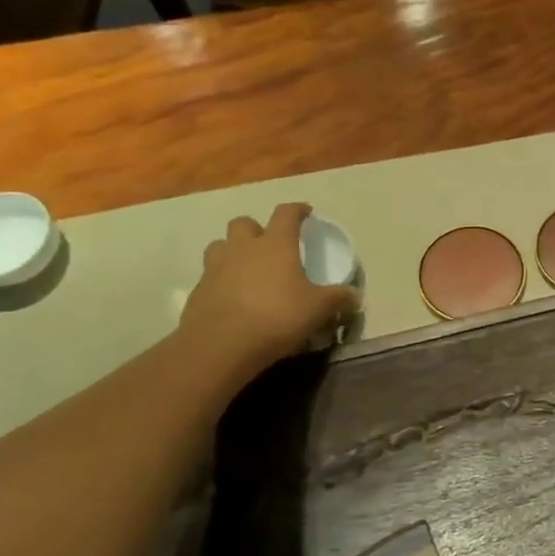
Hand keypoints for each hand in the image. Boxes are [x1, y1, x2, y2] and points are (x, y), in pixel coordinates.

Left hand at [179, 204, 359, 372]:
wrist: (221, 344)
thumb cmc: (277, 316)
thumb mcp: (318, 309)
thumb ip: (338, 299)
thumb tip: (356, 296)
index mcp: (275, 244)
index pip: (286, 214)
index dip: (297, 210)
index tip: (306, 212)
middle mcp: (243, 248)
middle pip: (244, 223)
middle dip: (257, 229)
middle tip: (270, 245)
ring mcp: (215, 268)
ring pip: (220, 245)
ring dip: (233, 251)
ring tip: (247, 268)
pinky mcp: (198, 291)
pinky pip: (210, 276)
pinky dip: (221, 280)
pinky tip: (233, 298)